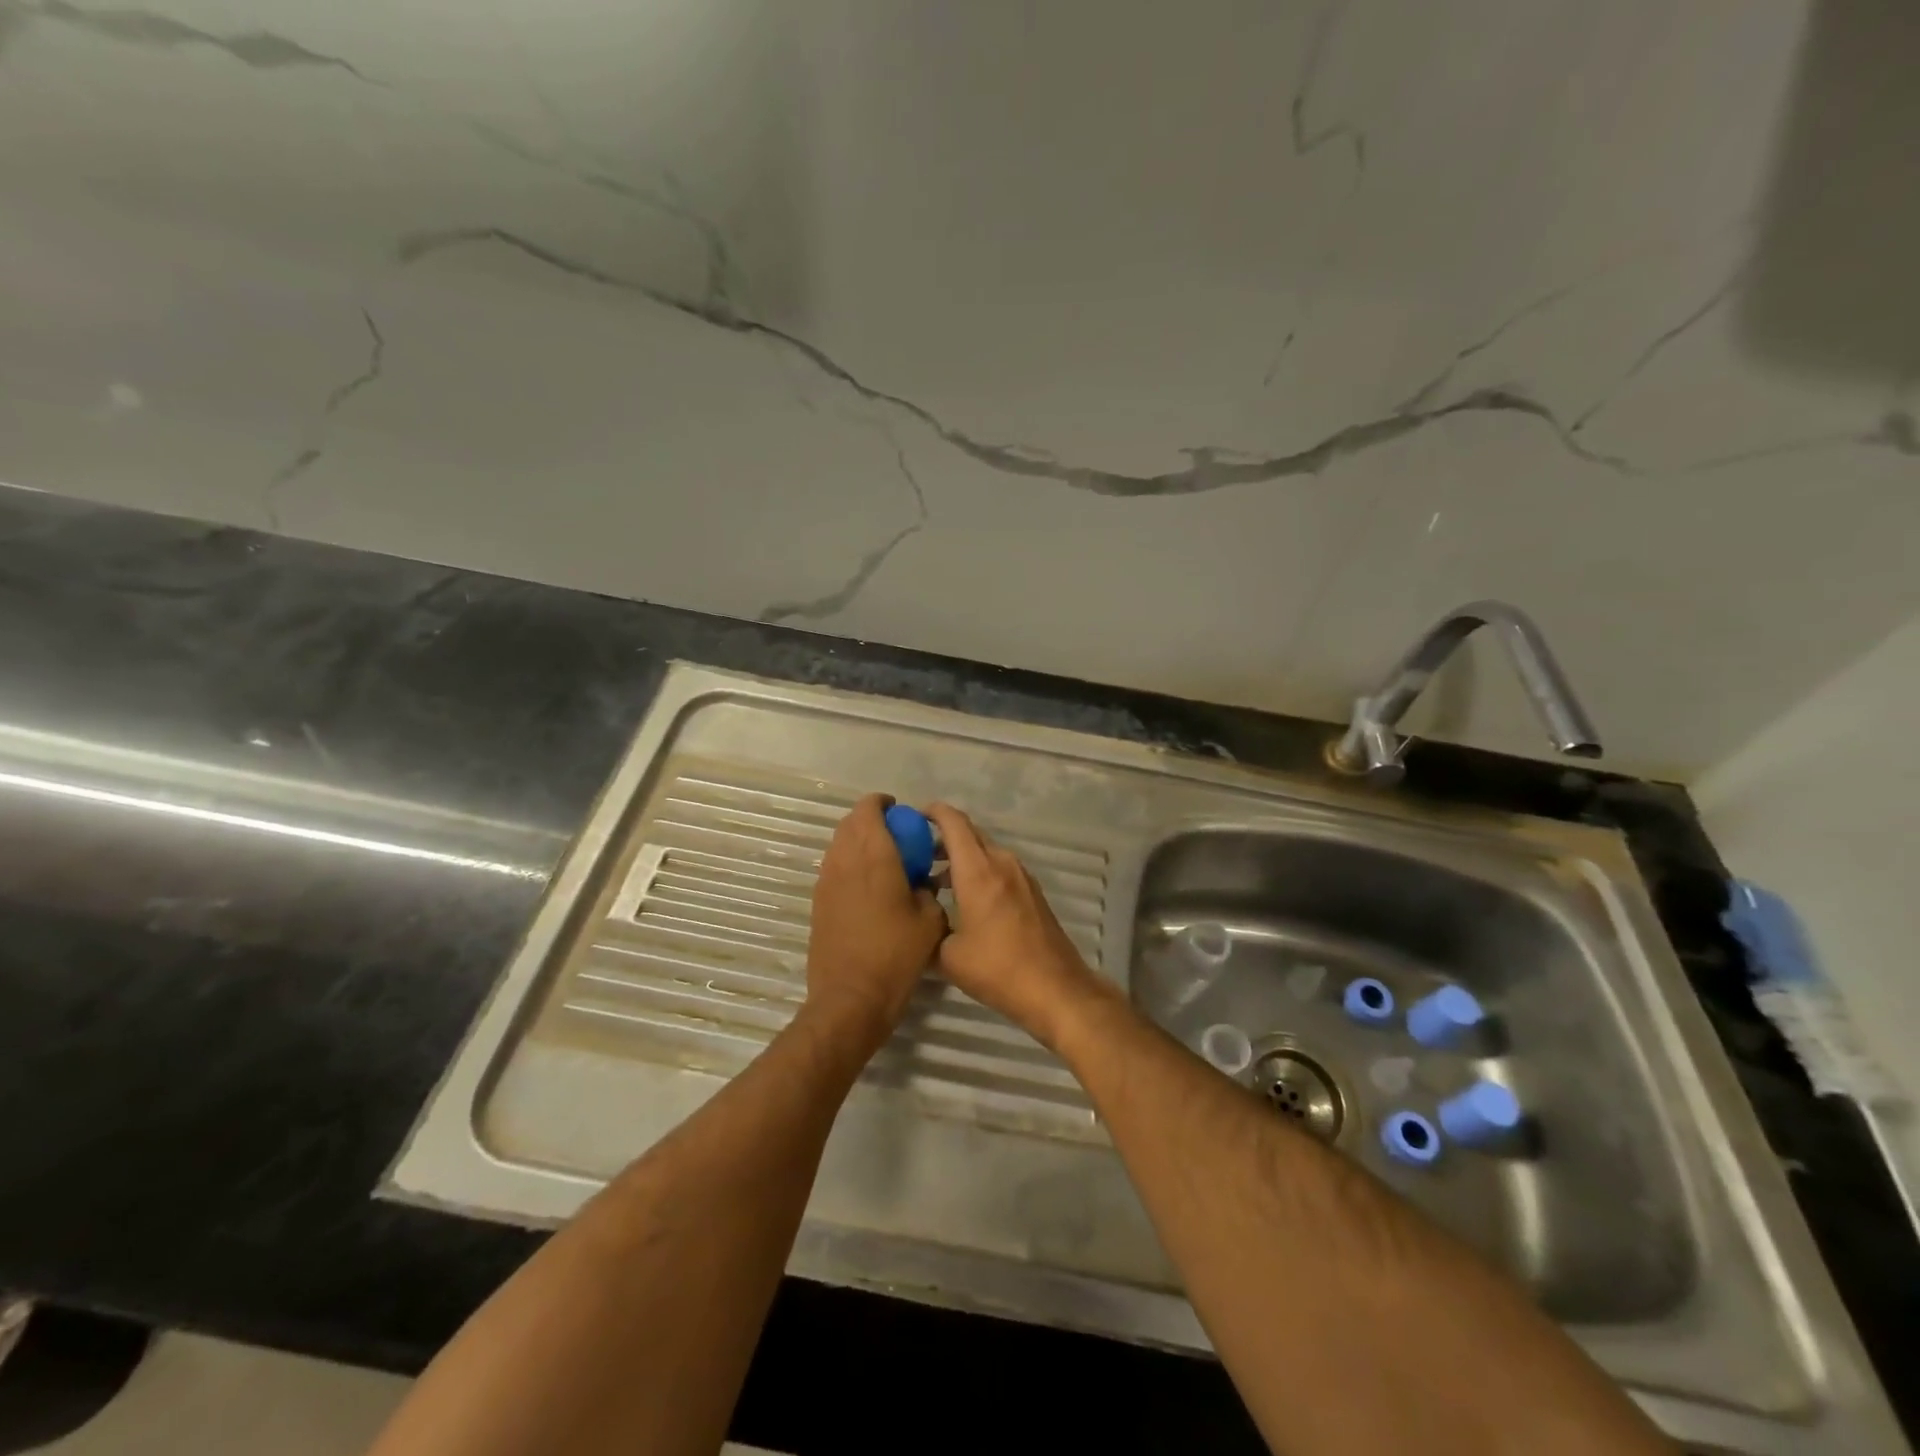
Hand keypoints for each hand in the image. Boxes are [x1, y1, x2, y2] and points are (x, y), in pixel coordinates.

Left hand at [804, 794, 947, 1050]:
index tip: (902, 814)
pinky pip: (834, 869)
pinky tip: (869, 890)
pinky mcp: (818, 903)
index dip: (884, 804)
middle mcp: (844, 859)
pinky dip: (850, 867)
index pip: (869, 808)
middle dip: (872, 822)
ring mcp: (826, 881)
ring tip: (884, 863)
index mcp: (874, 854)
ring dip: (859, 844)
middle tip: (897, 837)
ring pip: (839, 845)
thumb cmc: (896, 954)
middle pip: (850, 823)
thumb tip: (921, 882)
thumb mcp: (930, 920)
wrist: (850, 998)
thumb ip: (928, 890)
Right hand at [923, 803, 1101, 1044]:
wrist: (1056, 990)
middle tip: (916, 853)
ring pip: (985, 852)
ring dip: (961, 858)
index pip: (953, 823)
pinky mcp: (1032, 892)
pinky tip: (964, 900)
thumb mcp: (948, 956)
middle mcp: (1002, 863)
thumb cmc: (998, 969)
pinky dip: (979, 872)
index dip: (932, 812)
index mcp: (978, 870)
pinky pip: (999, 869)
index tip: (912, 816)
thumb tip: (921, 918)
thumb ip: (930, 928)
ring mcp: (1021, 876)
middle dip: (942, 837)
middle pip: (970, 834)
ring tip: (935, 881)